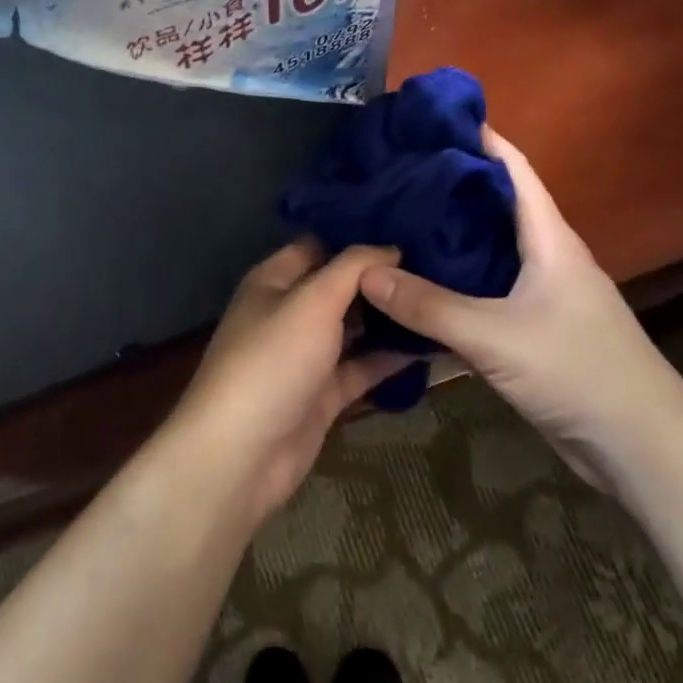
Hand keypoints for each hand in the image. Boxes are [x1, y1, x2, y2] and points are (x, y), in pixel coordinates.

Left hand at [163, 240, 411, 521]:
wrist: (242, 456)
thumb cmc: (273, 360)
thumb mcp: (313, 301)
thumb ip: (352, 268)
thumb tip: (390, 247)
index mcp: (274, 281)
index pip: (319, 244)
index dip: (357, 235)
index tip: (407, 226)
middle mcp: (288, 312)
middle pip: (339, 286)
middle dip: (380, 277)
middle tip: (436, 261)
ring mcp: (305, 356)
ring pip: (352, 327)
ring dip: (388, 317)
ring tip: (440, 295)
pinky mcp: (322, 394)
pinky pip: (360, 367)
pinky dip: (389, 358)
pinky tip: (430, 344)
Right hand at [358, 128, 682, 460]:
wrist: (641, 447)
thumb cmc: (577, 371)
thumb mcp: (494, 336)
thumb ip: (428, 306)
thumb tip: (365, 271)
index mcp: (549, 238)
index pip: (513, 168)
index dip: (478, 138)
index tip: (429, 121)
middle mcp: (547, 255)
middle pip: (495, 205)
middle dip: (449, 186)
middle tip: (394, 174)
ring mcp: (542, 293)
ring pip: (488, 250)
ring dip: (448, 236)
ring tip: (394, 222)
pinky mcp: (535, 328)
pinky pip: (486, 290)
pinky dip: (454, 282)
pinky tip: (417, 286)